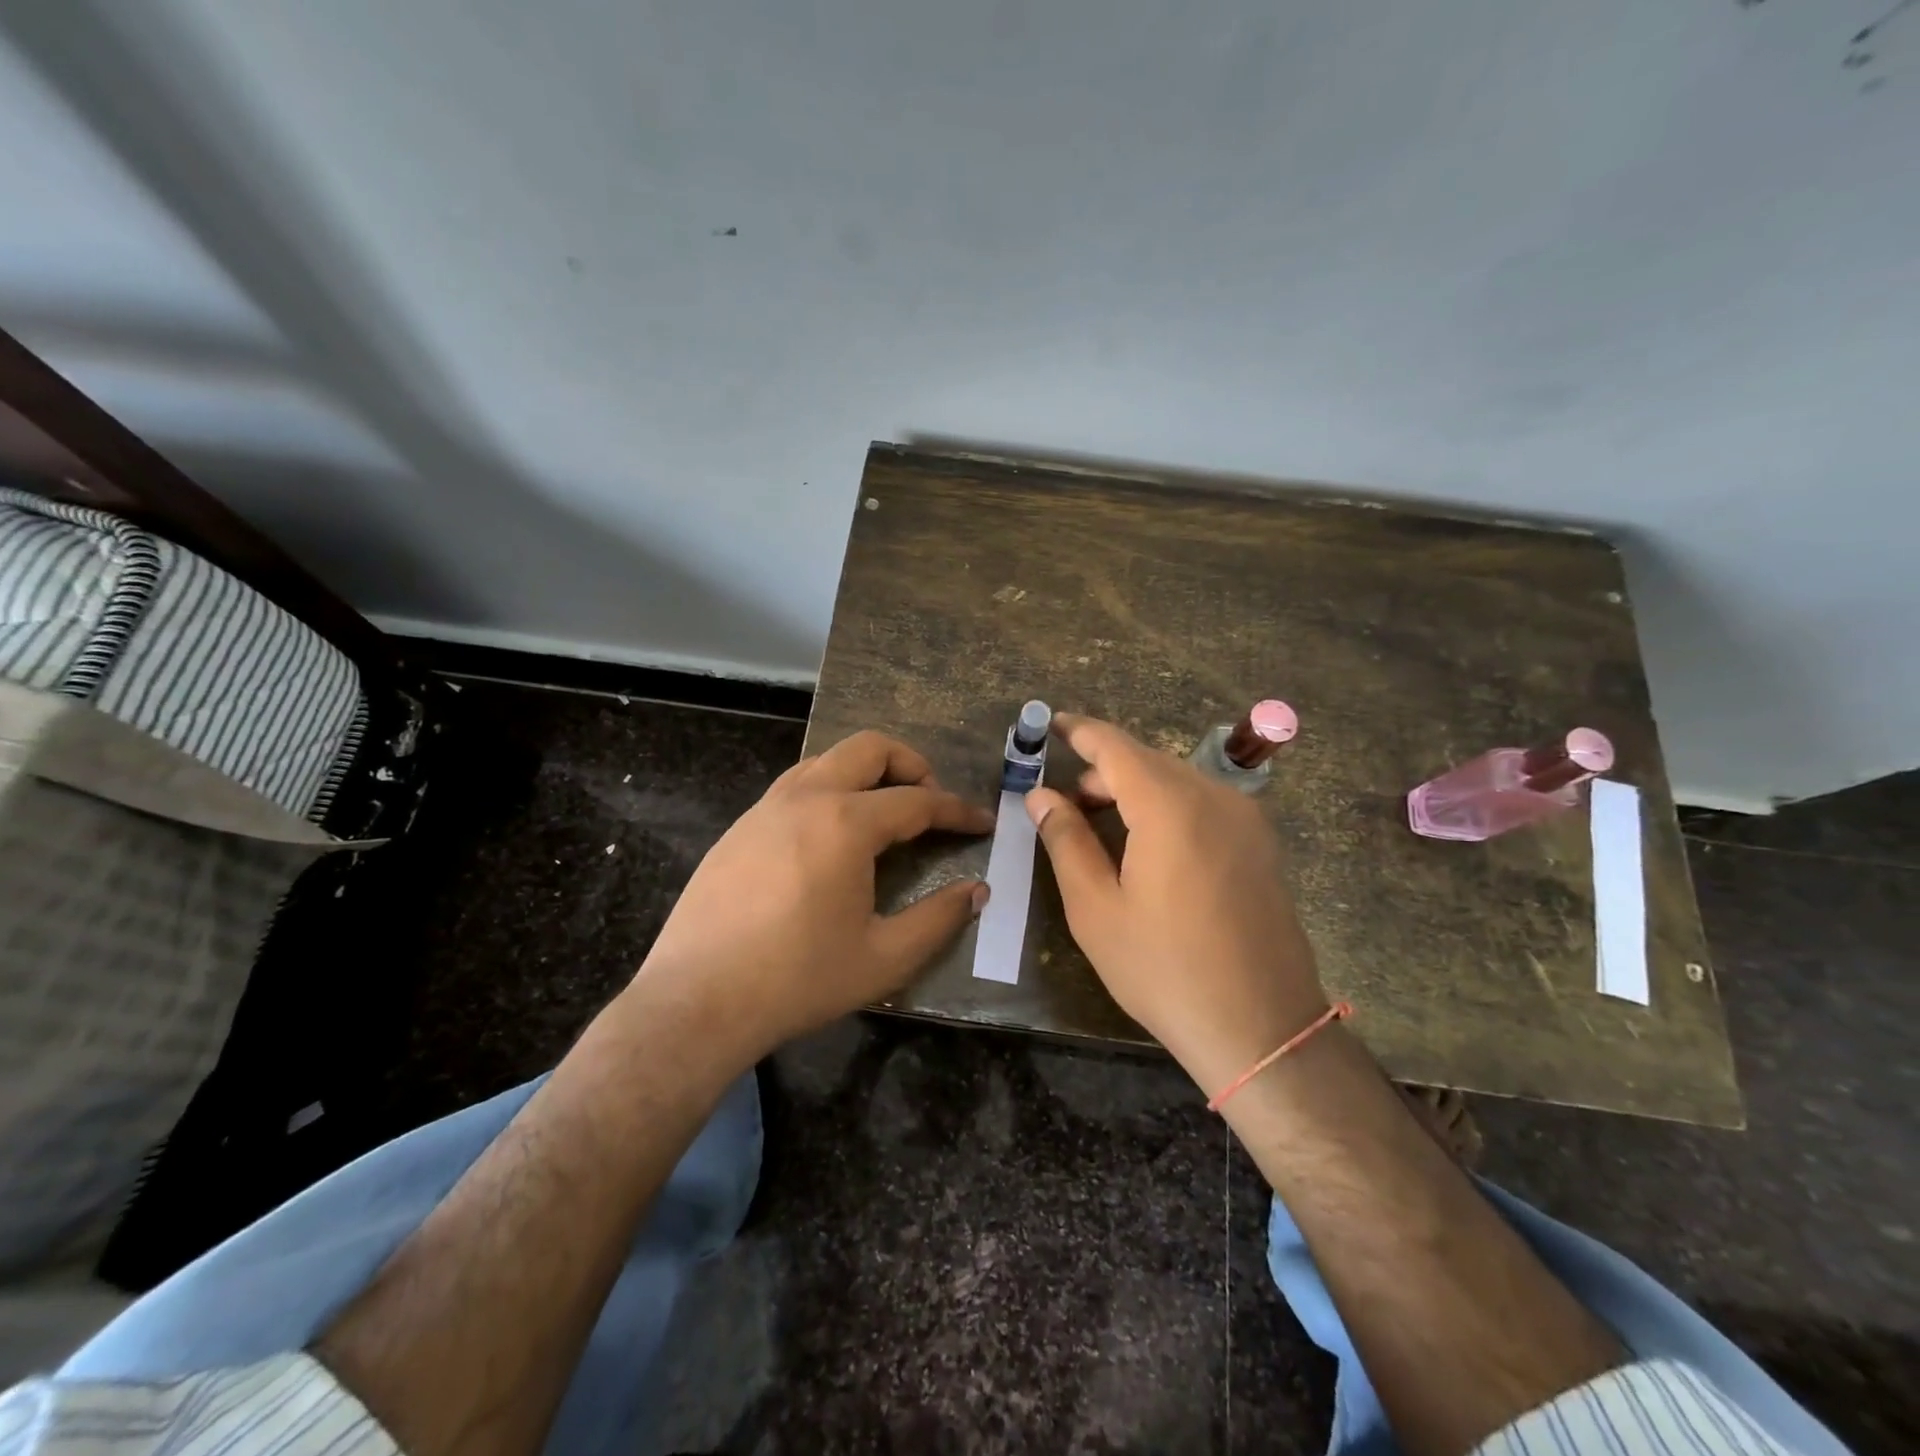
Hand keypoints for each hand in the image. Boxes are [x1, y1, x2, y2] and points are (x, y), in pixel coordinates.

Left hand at [632, 730, 993, 1063]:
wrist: (697, 1001)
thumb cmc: (798, 980)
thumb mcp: (885, 958)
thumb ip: (939, 919)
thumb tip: (977, 892)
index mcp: (846, 823)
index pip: (918, 800)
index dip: (956, 810)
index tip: (981, 822)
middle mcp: (806, 798)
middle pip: (869, 749)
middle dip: (911, 764)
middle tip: (930, 802)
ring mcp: (765, 808)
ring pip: (827, 760)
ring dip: (865, 773)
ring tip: (884, 813)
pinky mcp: (739, 828)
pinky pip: (794, 786)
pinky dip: (828, 791)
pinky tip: (830, 838)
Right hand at [1026, 713, 1326, 1094]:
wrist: (1262, 1027)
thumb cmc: (1164, 968)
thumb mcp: (1096, 908)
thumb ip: (1065, 840)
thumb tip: (1041, 795)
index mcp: (1169, 805)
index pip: (1114, 746)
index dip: (1079, 731)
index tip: (1049, 725)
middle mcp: (1213, 796)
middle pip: (1147, 760)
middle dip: (1102, 769)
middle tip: (1065, 800)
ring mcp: (1245, 819)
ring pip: (1177, 780)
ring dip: (1134, 788)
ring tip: (1100, 822)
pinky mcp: (1260, 844)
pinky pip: (1203, 803)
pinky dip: (1166, 805)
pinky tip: (1149, 843)